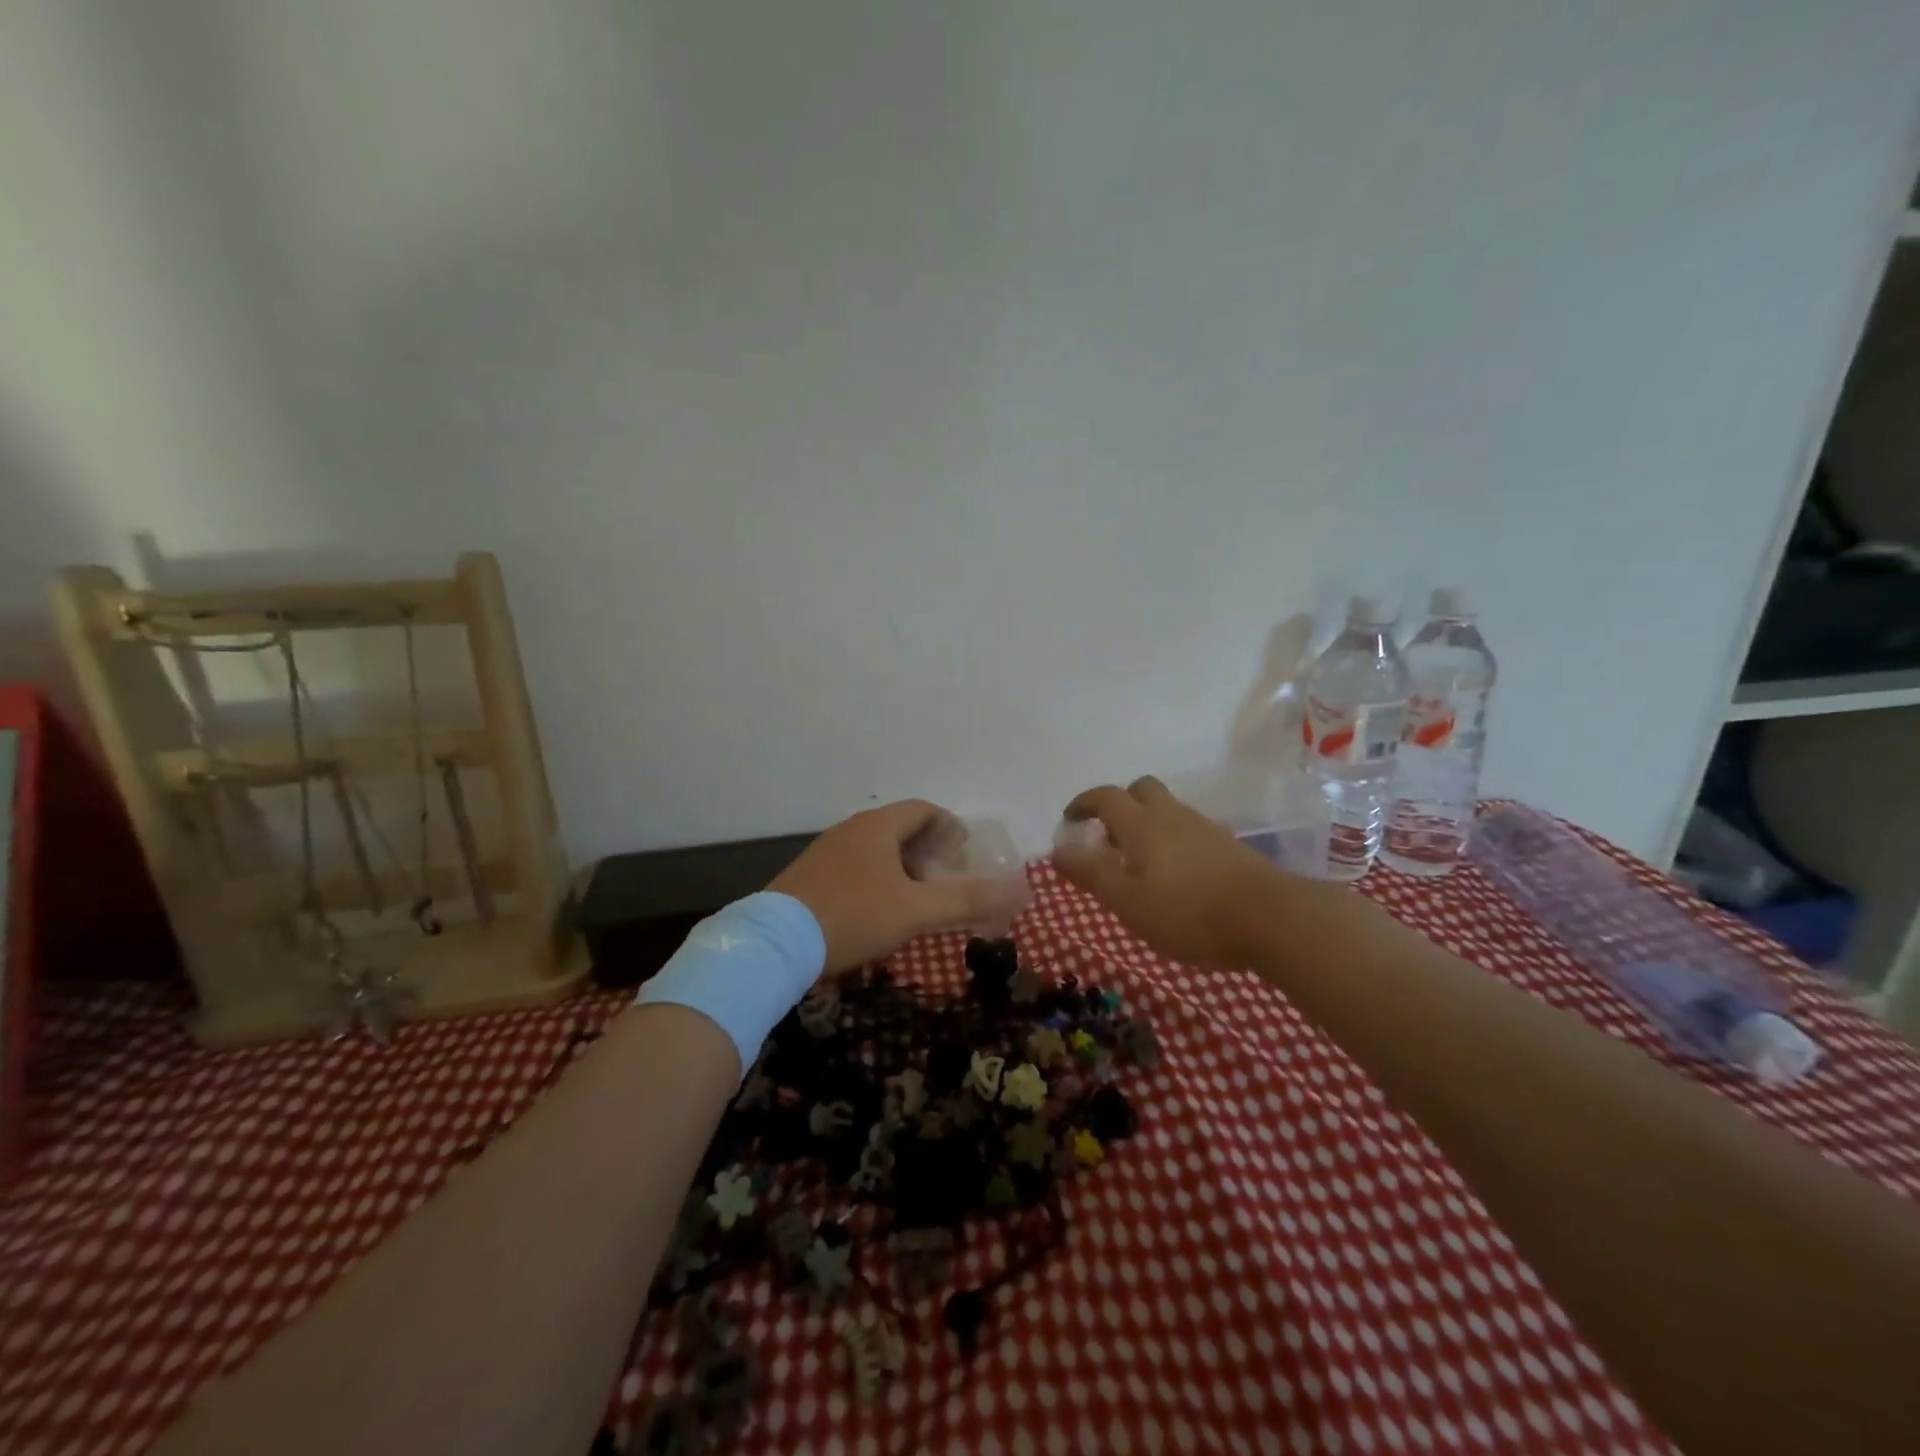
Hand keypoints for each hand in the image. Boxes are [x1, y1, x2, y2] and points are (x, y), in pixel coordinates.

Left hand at [769, 801, 1027, 971]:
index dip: (951, 827)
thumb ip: (966, 900)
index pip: (925, 810)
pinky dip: (877, 878)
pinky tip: (878, 911)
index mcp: (878, 826)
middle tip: (947, 879)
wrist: (775, 944)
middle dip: (929, 849)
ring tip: (918, 898)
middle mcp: (852, 829)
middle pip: (901, 827)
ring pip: (876, 848)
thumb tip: (1016, 892)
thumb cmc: (853, 916)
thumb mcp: (916, 910)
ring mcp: (826, 851)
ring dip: (903, 866)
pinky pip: (855, 866)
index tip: (966, 854)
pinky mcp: (809, 875)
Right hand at [1052, 776, 1283, 966]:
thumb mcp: (1128, 901)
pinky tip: (1175, 875)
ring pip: (1167, 809)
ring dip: (1146, 823)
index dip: (1083, 803)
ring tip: (1139, 863)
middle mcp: (1172, 815)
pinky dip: (1171, 839)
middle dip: (1119, 804)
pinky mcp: (1228, 845)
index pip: (1105, 797)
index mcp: (1142, 824)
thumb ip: (1091, 873)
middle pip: (1141, 790)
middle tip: (1108, 837)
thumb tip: (1057, 849)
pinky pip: (1188, 829)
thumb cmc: (1188, 912)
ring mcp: (1204, 828)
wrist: (1271, 918)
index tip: (1070, 819)